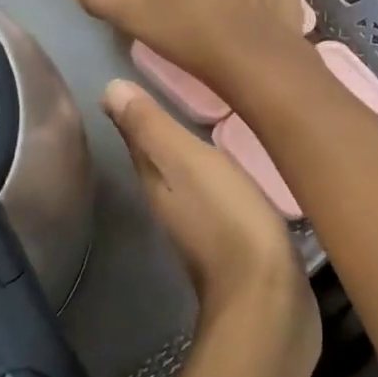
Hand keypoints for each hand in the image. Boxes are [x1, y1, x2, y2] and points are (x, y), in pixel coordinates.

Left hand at [102, 79, 319, 374]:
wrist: (269, 297)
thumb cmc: (228, 219)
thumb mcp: (187, 162)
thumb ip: (151, 128)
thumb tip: (108, 89)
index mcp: (156, 183)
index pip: (138, 139)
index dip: (137, 111)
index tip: (142, 79)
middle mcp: (171, 205)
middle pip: (162, 161)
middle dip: (167, 132)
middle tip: (185, 91)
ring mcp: (202, 227)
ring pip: (190, 180)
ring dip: (194, 156)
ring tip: (213, 124)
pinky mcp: (235, 242)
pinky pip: (221, 198)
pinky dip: (222, 179)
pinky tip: (239, 170)